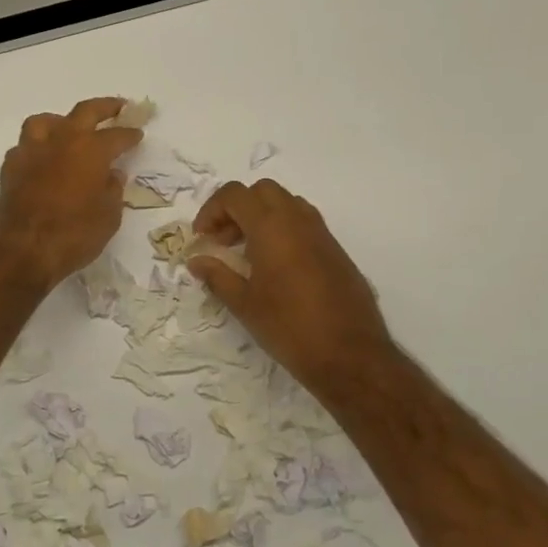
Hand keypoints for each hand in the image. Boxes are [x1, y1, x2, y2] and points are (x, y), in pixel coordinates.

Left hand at [0, 97, 142, 290]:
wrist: (20, 250)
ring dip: (61, 121)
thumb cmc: (73, 235)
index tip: (138, 133)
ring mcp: (31, 151)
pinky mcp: (10, 167)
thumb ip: (112, 191)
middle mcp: (60, 141)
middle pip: (84, 112)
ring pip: (45, 121)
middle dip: (104, 107)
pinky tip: (42, 158)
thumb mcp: (108, 218)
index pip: (116, 136)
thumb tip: (112, 174)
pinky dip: (37, 147)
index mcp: (91, 150)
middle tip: (117, 106)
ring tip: (68, 129)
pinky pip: (26, 146)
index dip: (129, 135)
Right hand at [188, 179, 394, 400]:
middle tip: (224, 241)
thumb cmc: (289, 327)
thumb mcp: (244, 304)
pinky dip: (283, 231)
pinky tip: (275, 268)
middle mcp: (299, 221)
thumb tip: (197, 261)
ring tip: (247, 253)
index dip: (212, 210)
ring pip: (287, 204)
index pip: (235, 195)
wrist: (350, 355)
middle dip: (237, 208)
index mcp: (272, 227)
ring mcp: (322, 234)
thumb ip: (217, 276)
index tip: (202, 238)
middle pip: (262, 191)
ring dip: (261, 217)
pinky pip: (304, 224)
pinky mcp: (336, 251)